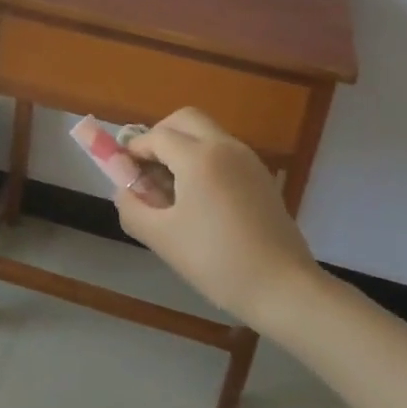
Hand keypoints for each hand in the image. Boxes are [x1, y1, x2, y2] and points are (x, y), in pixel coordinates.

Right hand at [115, 108, 322, 327]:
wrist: (283, 288)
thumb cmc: (217, 261)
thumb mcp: (162, 238)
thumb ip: (133, 208)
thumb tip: (124, 191)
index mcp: (199, 157)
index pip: (157, 136)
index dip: (135, 149)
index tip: (123, 169)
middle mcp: (225, 146)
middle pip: (185, 119)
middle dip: (160, 134)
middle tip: (147, 167)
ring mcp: (248, 159)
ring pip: (207, 133)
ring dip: (183, 146)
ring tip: (171, 187)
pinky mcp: (261, 176)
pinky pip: (225, 151)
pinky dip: (204, 159)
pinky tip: (200, 198)